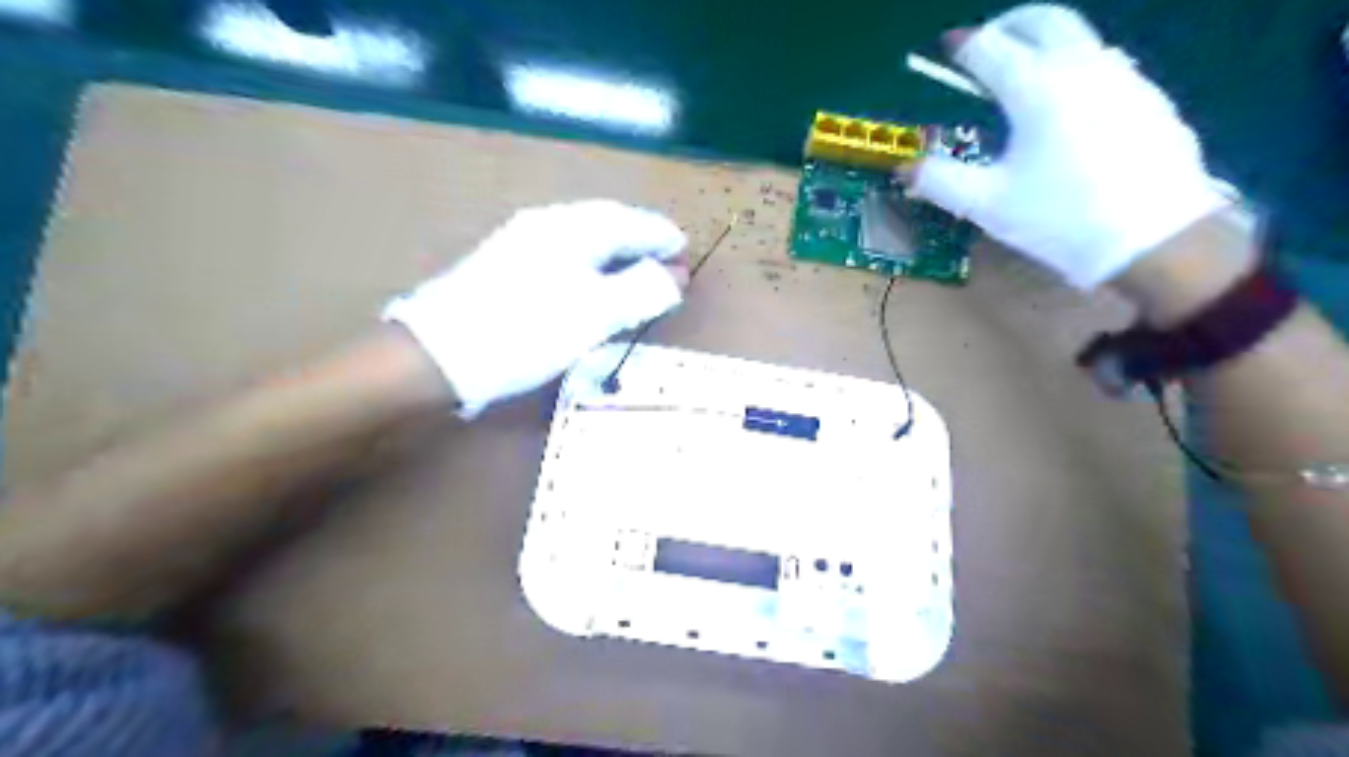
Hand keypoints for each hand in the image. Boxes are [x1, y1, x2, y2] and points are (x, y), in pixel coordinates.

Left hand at [386, 197, 684, 412]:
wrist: (439, 355)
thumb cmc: (526, 330)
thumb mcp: (595, 313)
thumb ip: (641, 291)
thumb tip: (674, 276)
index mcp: (570, 228)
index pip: (629, 221)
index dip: (661, 236)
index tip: (685, 251)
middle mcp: (545, 226)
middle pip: (606, 226)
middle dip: (640, 243)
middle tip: (667, 266)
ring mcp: (520, 246)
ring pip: (583, 243)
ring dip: (615, 256)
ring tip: (636, 277)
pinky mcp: (505, 270)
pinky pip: (564, 259)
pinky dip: (591, 270)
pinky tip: (591, 289)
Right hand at [904, 4, 1231, 289]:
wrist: (1154, 236)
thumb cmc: (1060, 217)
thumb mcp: (987, 204)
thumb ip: (939, 180)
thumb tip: (905, 168)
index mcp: (1036, 88)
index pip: (992, 49)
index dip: (965, 45)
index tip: (948, 45)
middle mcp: (1081, 67)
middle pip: (1044, 20)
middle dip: (1009, 24)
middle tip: (987, 42)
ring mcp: (1122, 77)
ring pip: (1078, 38)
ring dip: (1044, 43)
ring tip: (1023, 73)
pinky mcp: (1148, 97)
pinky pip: (1104, 64)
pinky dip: (1074, 66)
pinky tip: (1068, 104)